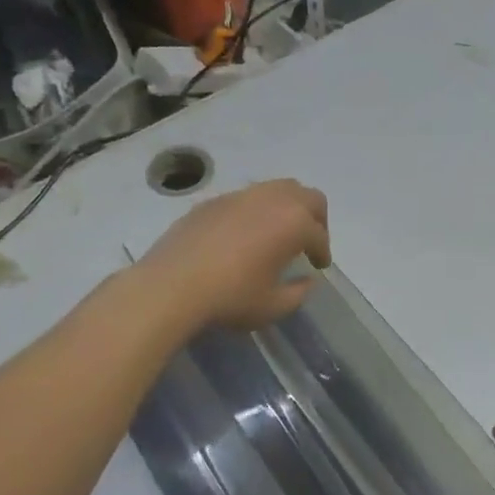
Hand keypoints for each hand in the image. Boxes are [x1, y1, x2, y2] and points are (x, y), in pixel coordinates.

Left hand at [138, 179, 330, 331]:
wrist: (171, 286)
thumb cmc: (230, 297)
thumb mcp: (273, 306)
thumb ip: (298, 293)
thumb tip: (305, 280)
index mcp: (294, 223)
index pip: (319, 234)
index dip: (323, 252)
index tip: (319, 266)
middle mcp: (272, 200)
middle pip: (308, 197)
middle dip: (316, 218)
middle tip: (308, 241)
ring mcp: (240, 196)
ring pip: (277, 188)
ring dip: (287, 207)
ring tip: (279, 232)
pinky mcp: (213, 200)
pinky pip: (247, 197)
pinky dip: (257, 210)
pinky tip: (245, 234)